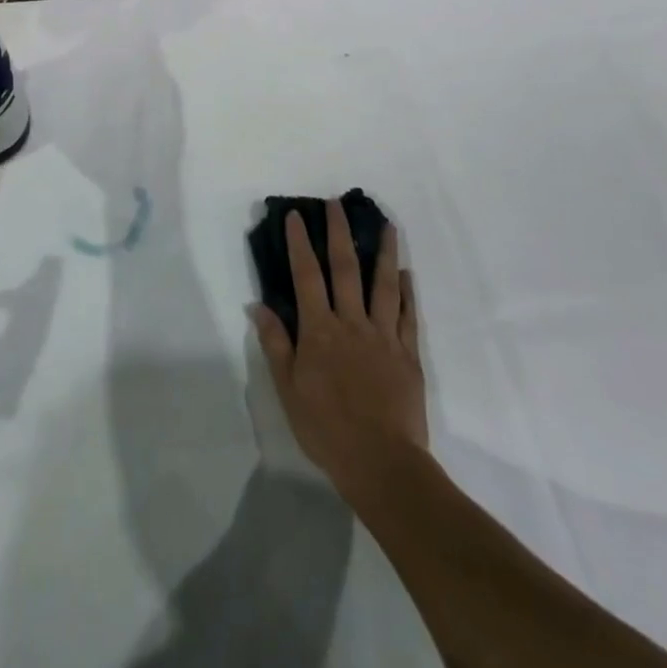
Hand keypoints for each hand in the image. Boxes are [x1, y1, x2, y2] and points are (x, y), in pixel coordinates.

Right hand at [253, 199, 426, 492]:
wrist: (382, 464)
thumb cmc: (327, 429)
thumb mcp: (288, 390)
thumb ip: (276, 344)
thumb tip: (258, 305)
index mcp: (320, 331)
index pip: (306, 276)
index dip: (300, 243)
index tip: (297, 215)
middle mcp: (352, 323)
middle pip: (346, 269)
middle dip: (340, 233)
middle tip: (337, 204)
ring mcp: (384, 336)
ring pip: (384, 284)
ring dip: (384, 251)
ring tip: (387, 224)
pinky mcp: (408, 354)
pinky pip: (409, 316)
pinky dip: (408, 292)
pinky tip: (406, 273)